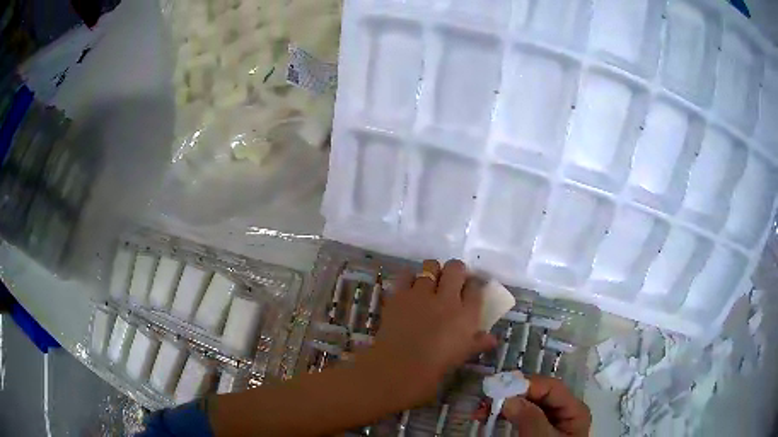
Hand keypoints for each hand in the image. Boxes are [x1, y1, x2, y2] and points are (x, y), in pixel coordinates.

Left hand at [358, 259, 496, 405]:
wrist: (401, 366)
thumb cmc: (437, 365)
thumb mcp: (463, 355)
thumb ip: (479, 343)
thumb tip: (493, 339)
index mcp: (467, 314)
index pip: (476, 288)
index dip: (473, 284)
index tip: (470, 288)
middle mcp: (447, 298)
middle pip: (455, 269)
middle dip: (455, 270)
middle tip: (451, 279)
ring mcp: (422, 294)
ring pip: (430, 267)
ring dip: (432, 271)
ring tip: (429, 280)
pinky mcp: (400, 295)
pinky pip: (406, 275)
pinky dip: (409, 278)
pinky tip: (410, 287)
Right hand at [494, 375, 590, 435]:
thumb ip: (530, 418)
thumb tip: (509, 397)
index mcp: (574, 410)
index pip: (551, 387)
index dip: (527, 384)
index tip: (499, 388)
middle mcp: (563, 411)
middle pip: (539, 394)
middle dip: (512, 394)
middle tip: (486, 400)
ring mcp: (550, 420)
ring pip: (527, 403)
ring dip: (505, 404)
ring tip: (482, 409)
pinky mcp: (537, 429)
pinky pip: (521, 415)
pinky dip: (505, 414)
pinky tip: (491, 416)